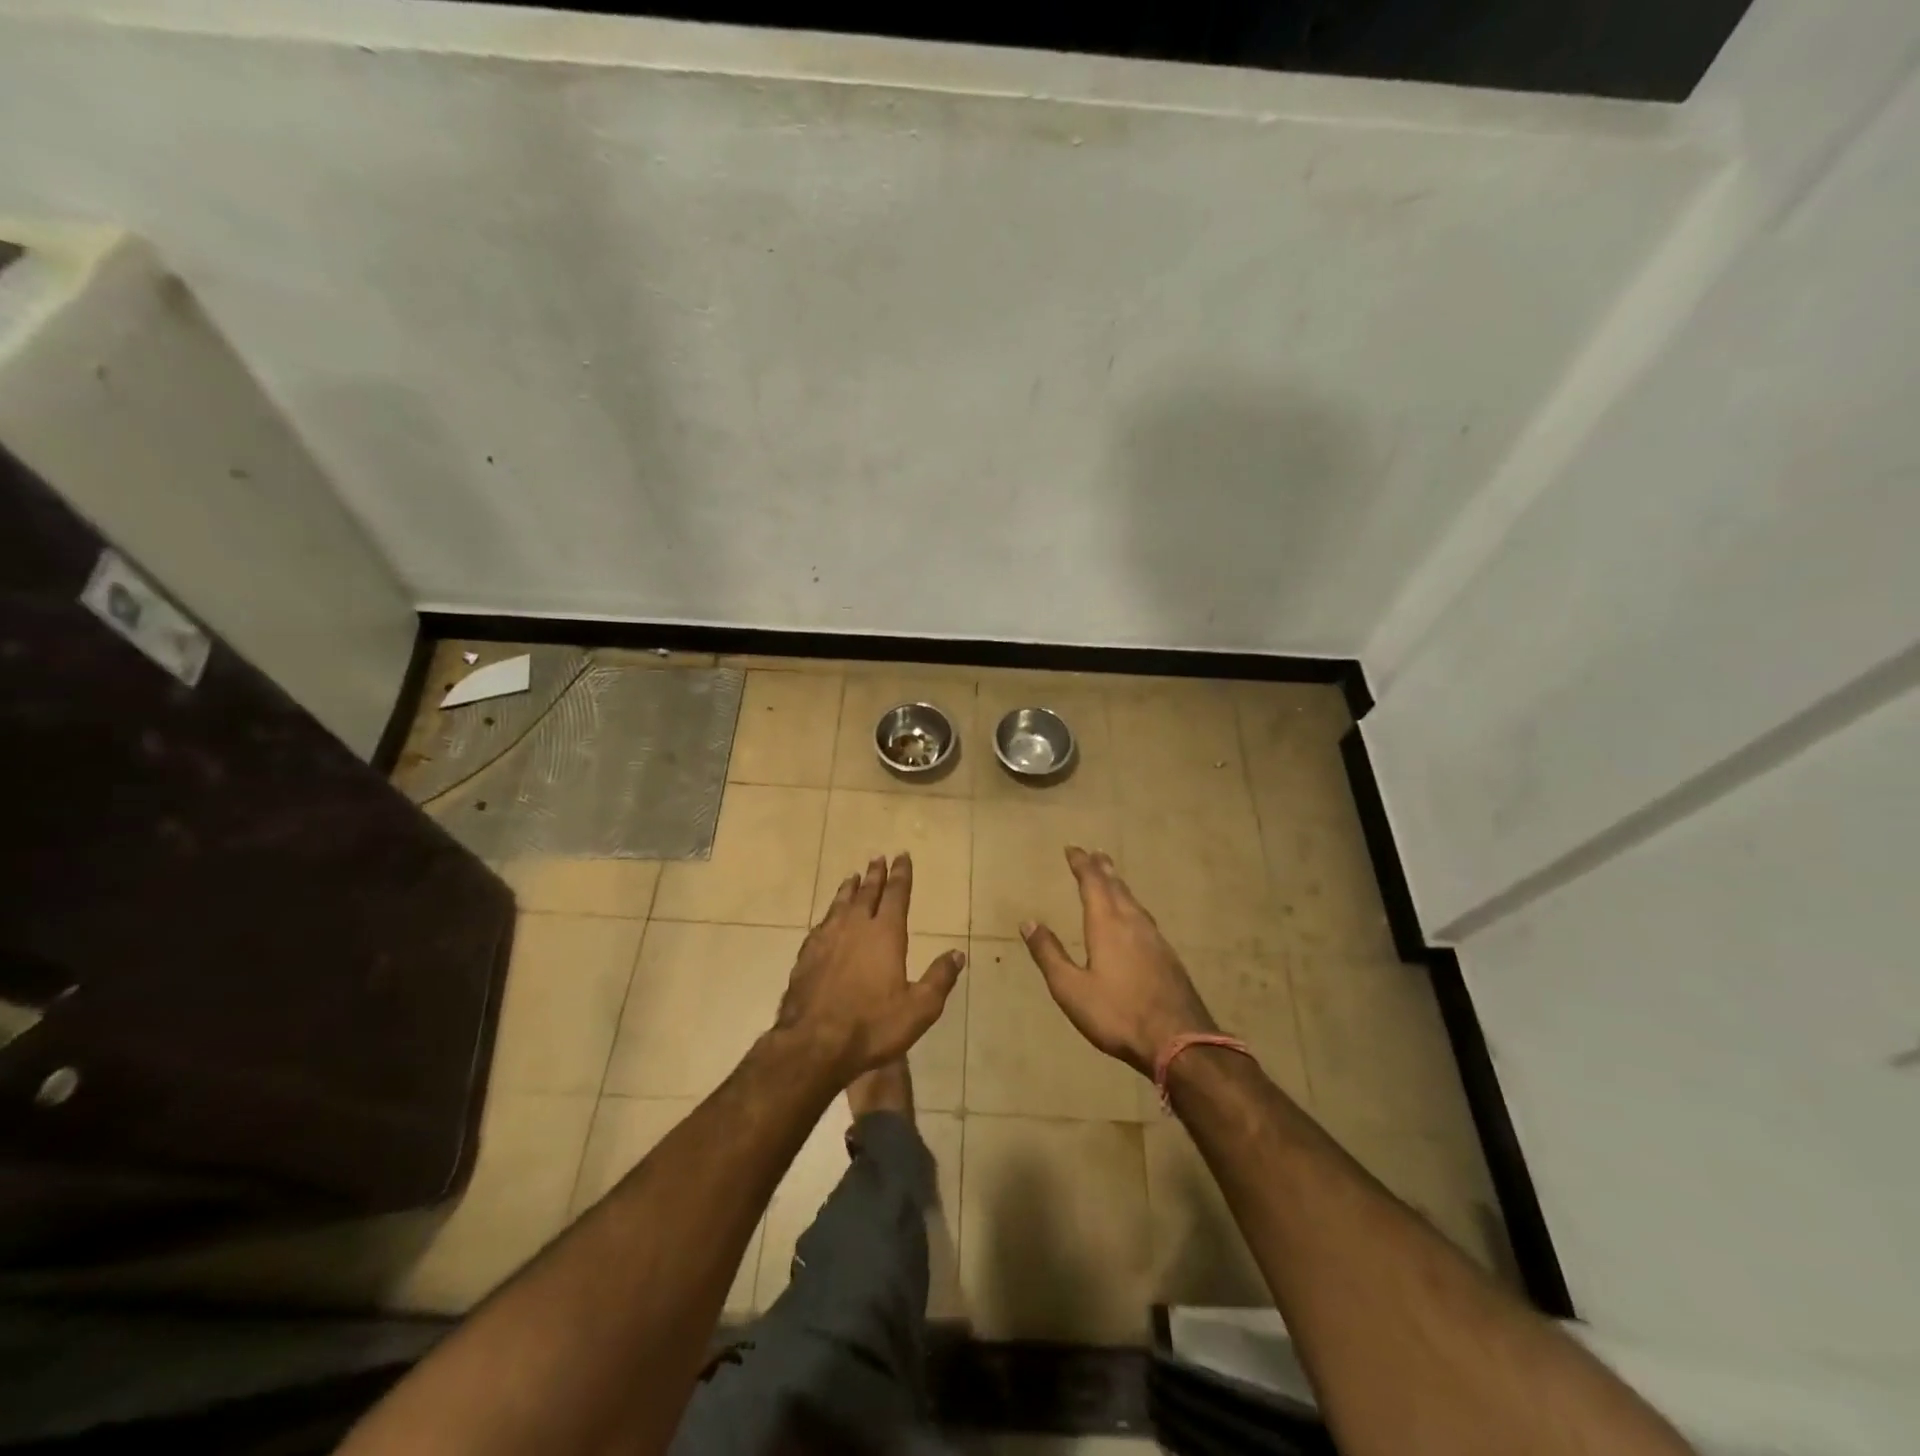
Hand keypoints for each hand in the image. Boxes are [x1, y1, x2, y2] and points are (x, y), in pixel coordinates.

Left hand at [775, 854, 964, 1082]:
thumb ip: (939, 978)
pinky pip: (822, 924)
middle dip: (875, 874)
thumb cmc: (872, 1026)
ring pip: (840, 904)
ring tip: (853, 877)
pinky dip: (829, 913)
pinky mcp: (806, 955)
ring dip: (849, 889)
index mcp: (885, 934)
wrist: (813, 1044)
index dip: (901, 874)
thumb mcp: (919, 1008)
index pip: (896, 894)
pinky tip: (828, 918)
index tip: (902, 856)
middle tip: (878, 858)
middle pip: (867, 893)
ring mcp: (827, 939)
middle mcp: (855, 927)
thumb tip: (957, 954)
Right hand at [1021, 846, 1216, 1075]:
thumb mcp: (1070, 989)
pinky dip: (1133, 906)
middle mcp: (1132, 923)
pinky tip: (1135, 919)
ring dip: (1120, 886)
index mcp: (1107, 924)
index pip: (1093, 883)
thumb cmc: (1117, 1013)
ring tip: (1113, 879)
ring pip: (1134, 902)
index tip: (1072, 849)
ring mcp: (1155, 939)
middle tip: (1096, 853)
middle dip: (1103, 869)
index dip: (1082, 864)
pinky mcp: (1168, 956)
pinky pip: (1145, 918)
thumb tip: (1028, 922)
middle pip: (1117, 887)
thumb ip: (1049, 954)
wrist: (1179, 1040)